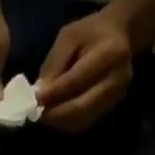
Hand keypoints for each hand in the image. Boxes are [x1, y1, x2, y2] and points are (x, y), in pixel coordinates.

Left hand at [34, 10, 134, 130]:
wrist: (119, 35)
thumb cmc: (91, 32)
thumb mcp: (69, 37)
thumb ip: (54, 64)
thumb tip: (39, 94)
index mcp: (110, 53)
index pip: (76, 81)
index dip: (53, 94)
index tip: (34, 99)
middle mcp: (118, 78)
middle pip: (81, 107)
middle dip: (55, 113)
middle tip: (37, 113)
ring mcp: (117, 96)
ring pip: (82, 119)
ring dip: (59, 121)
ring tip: (45, 113)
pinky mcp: (111, 107)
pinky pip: (85, 122)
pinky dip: (67, 122)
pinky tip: (57, 114)